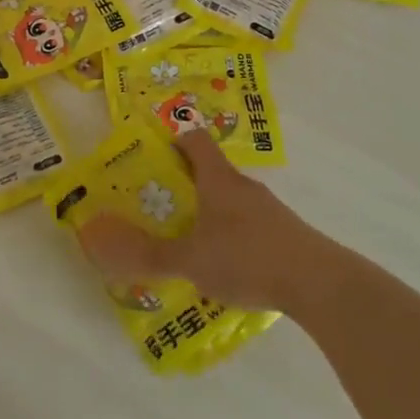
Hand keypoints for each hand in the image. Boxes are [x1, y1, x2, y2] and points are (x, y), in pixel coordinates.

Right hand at [77, 129, 335, 312]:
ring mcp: (268, 209)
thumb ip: (147, 253)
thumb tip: (101, 242)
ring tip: (186, 237)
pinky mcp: (284, 233)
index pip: (194, 138)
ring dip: (208, 210)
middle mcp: (243, 186)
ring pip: (230, 199)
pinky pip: (247, 224)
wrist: (318, 283)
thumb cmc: (247, 257)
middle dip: (184, 181)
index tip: (151, 145)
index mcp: (218, 179)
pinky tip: (223, 264)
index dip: (173, 135)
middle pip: (210, 170)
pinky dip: (230, 234)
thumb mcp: (190, 259)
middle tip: (157, 200)